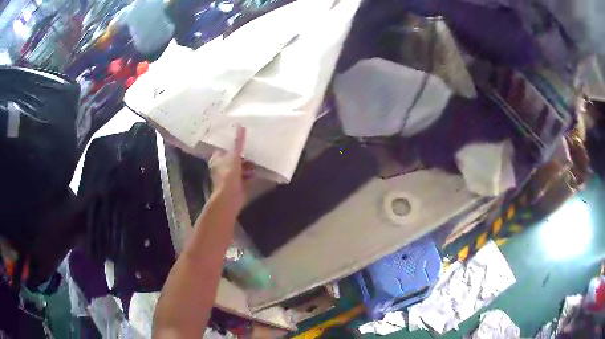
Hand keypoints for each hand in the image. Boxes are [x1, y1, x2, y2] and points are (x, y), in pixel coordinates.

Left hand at [208, 126, 253, 214]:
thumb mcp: (234, 155)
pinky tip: (258, 171)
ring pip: (239, 167)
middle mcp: (220, 167)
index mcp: (216, 158)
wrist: (229, 196)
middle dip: (242, 155)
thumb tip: (240, 125)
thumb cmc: (228, 174)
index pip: (223, 148)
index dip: (231, 143)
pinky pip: (244, 177)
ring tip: (257, 160)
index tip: (241, 139)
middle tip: (252, 149)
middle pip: (232, 157)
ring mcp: (228, 177)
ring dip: (247, 165)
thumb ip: (238, 142)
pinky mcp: (236, 185)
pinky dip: (250, 174)